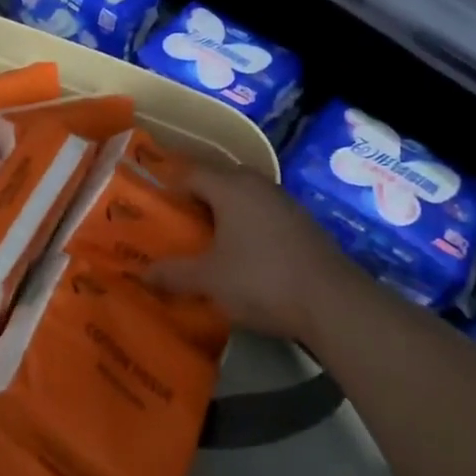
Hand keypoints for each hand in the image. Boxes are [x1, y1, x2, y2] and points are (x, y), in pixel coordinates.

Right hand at [149, 164, 360, 342]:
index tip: (153, 204)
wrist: (333, 302)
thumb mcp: (209, 280)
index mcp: (231, 187)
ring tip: (208, 238)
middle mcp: (258, 185)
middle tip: (178, 220)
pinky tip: (244, 253)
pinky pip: (265, 214)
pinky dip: (249, 225)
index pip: (191, 173)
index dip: (169, 185)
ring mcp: (286, 203)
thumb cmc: (261, 280)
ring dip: (226, 212)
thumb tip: (141, 273)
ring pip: (245, 197)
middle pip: (220, 180)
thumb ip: (173, 274)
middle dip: (198, 197)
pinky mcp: (304, 224)